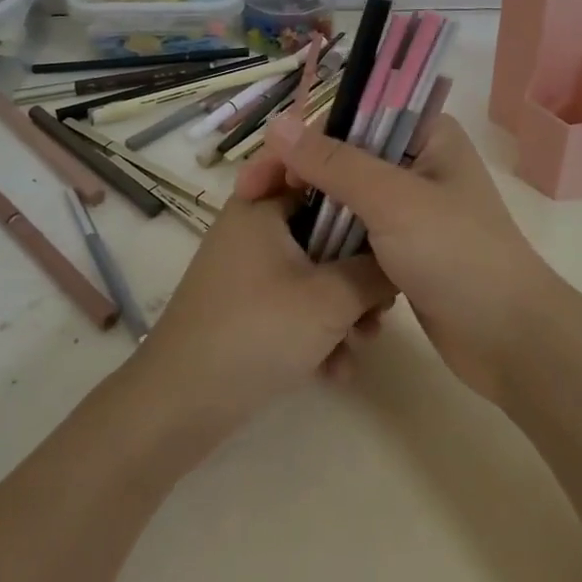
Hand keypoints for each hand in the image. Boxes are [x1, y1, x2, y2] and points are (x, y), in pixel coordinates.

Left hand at [132, 187, 395, 438]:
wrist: (178, 408)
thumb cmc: (256, 332)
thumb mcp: (330, 299)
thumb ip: (374, 272)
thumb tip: (403, 260)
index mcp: (263, 206)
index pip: (320, 173)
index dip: (360, 191)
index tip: (394, 217)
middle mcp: (253, 229)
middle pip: (323, 230)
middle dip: (358, 269)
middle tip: (385, 298)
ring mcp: (247, 270)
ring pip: (313, 272)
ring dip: (344, 307)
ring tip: (365, 341)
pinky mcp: (246, 308)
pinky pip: (294, 303)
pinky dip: (317, 330)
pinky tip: (337, 370)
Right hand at [245, 116, 557, 403]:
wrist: (507, 339)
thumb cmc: (456, 255)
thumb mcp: (392, 200)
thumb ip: (334, 162)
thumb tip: (277, 124)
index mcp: (428, 135)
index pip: (354, 116)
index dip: (306, 133)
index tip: (264, 163)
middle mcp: (420, 163)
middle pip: (346, 157)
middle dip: (302, 177)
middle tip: (251, 198)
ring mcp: (412, 208)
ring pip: (348, 199)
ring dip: (314, 213)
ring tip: (265, 228)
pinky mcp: (404, 248)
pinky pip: (357, 234)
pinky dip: (332, 243)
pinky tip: (299, 256)